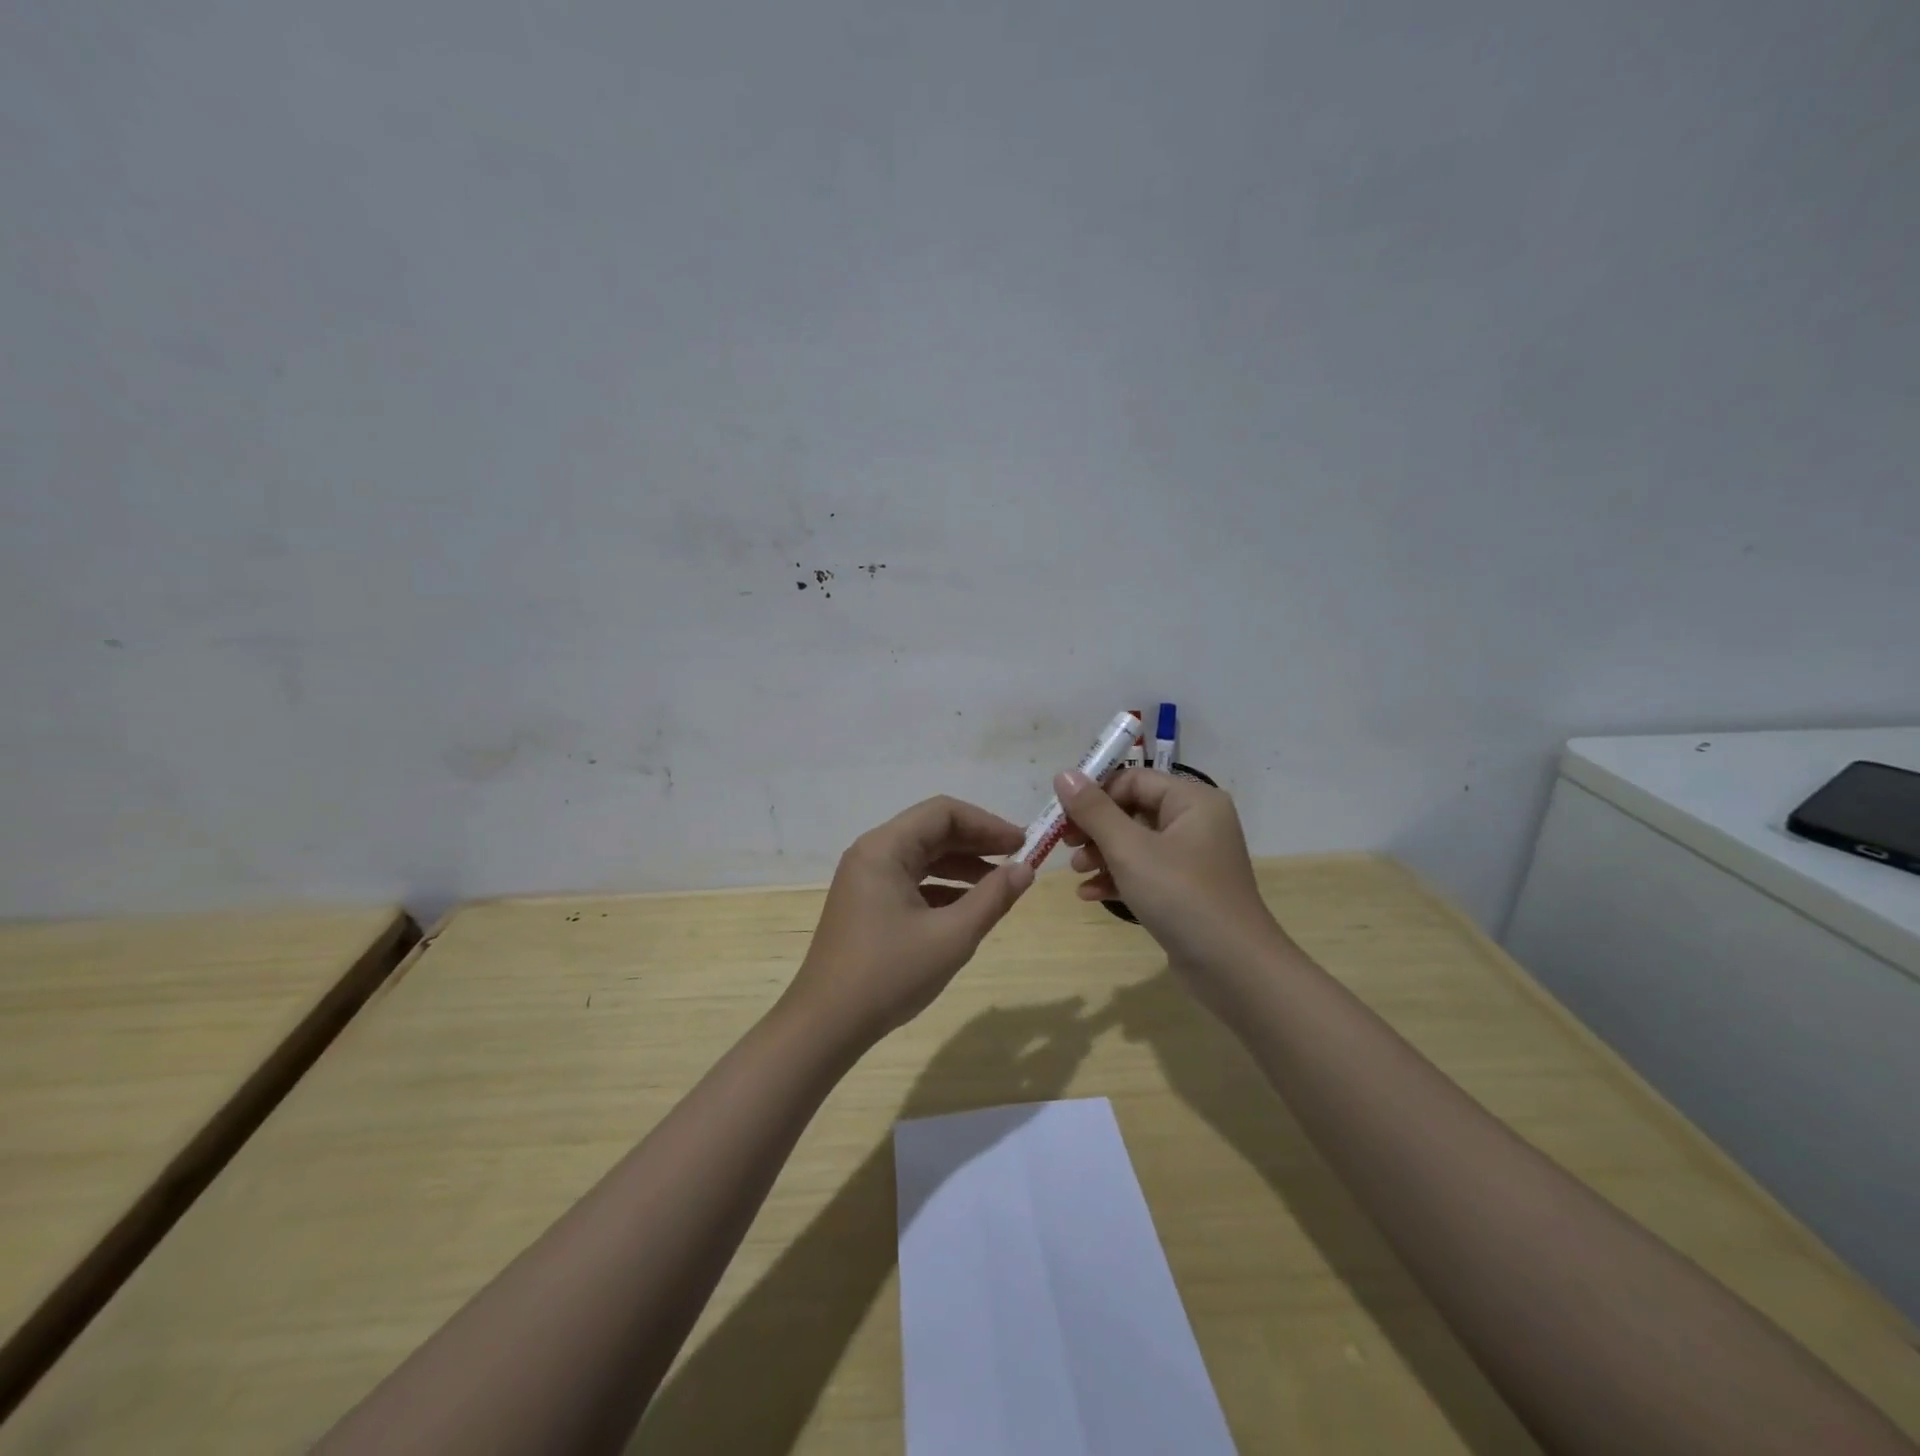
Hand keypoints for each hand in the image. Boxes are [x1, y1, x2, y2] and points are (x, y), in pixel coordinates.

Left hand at [783, 796, 1034, 1046]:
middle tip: (1020, 859)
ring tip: (1002, 883)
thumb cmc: (888, 974)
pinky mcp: (867, 904)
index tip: (1023, 843)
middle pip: (932, 830)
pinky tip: (970, 907)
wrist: (826, 1025)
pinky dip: (943, 887)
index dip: (987, 824)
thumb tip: (1026, 869)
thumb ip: (993, 898)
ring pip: (923, 856)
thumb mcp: (951, 937)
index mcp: (885, 849)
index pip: (943, 813)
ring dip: (963, 865)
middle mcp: (872, 854)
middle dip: (978, 842)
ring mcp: (866, 879)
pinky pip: (911, 880)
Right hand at [1056, 769, 1288, 999]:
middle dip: (1095, 827)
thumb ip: (1094, 810)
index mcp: (1192, 801)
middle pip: (1132, 810)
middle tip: (1065, 844)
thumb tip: (1064, 774)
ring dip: (1101, 854)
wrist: (1234, 969)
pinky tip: (1090, 894)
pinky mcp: (1186, 890)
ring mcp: (1192, 859)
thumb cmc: (1181, 896)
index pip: (1133, 779)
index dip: (1095, 793)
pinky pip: (1145, 872)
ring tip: (1076, 871)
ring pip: (1136, 843)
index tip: (1062, 816)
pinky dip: (1118, 878)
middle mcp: (1196, 822)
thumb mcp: (1130, 850)